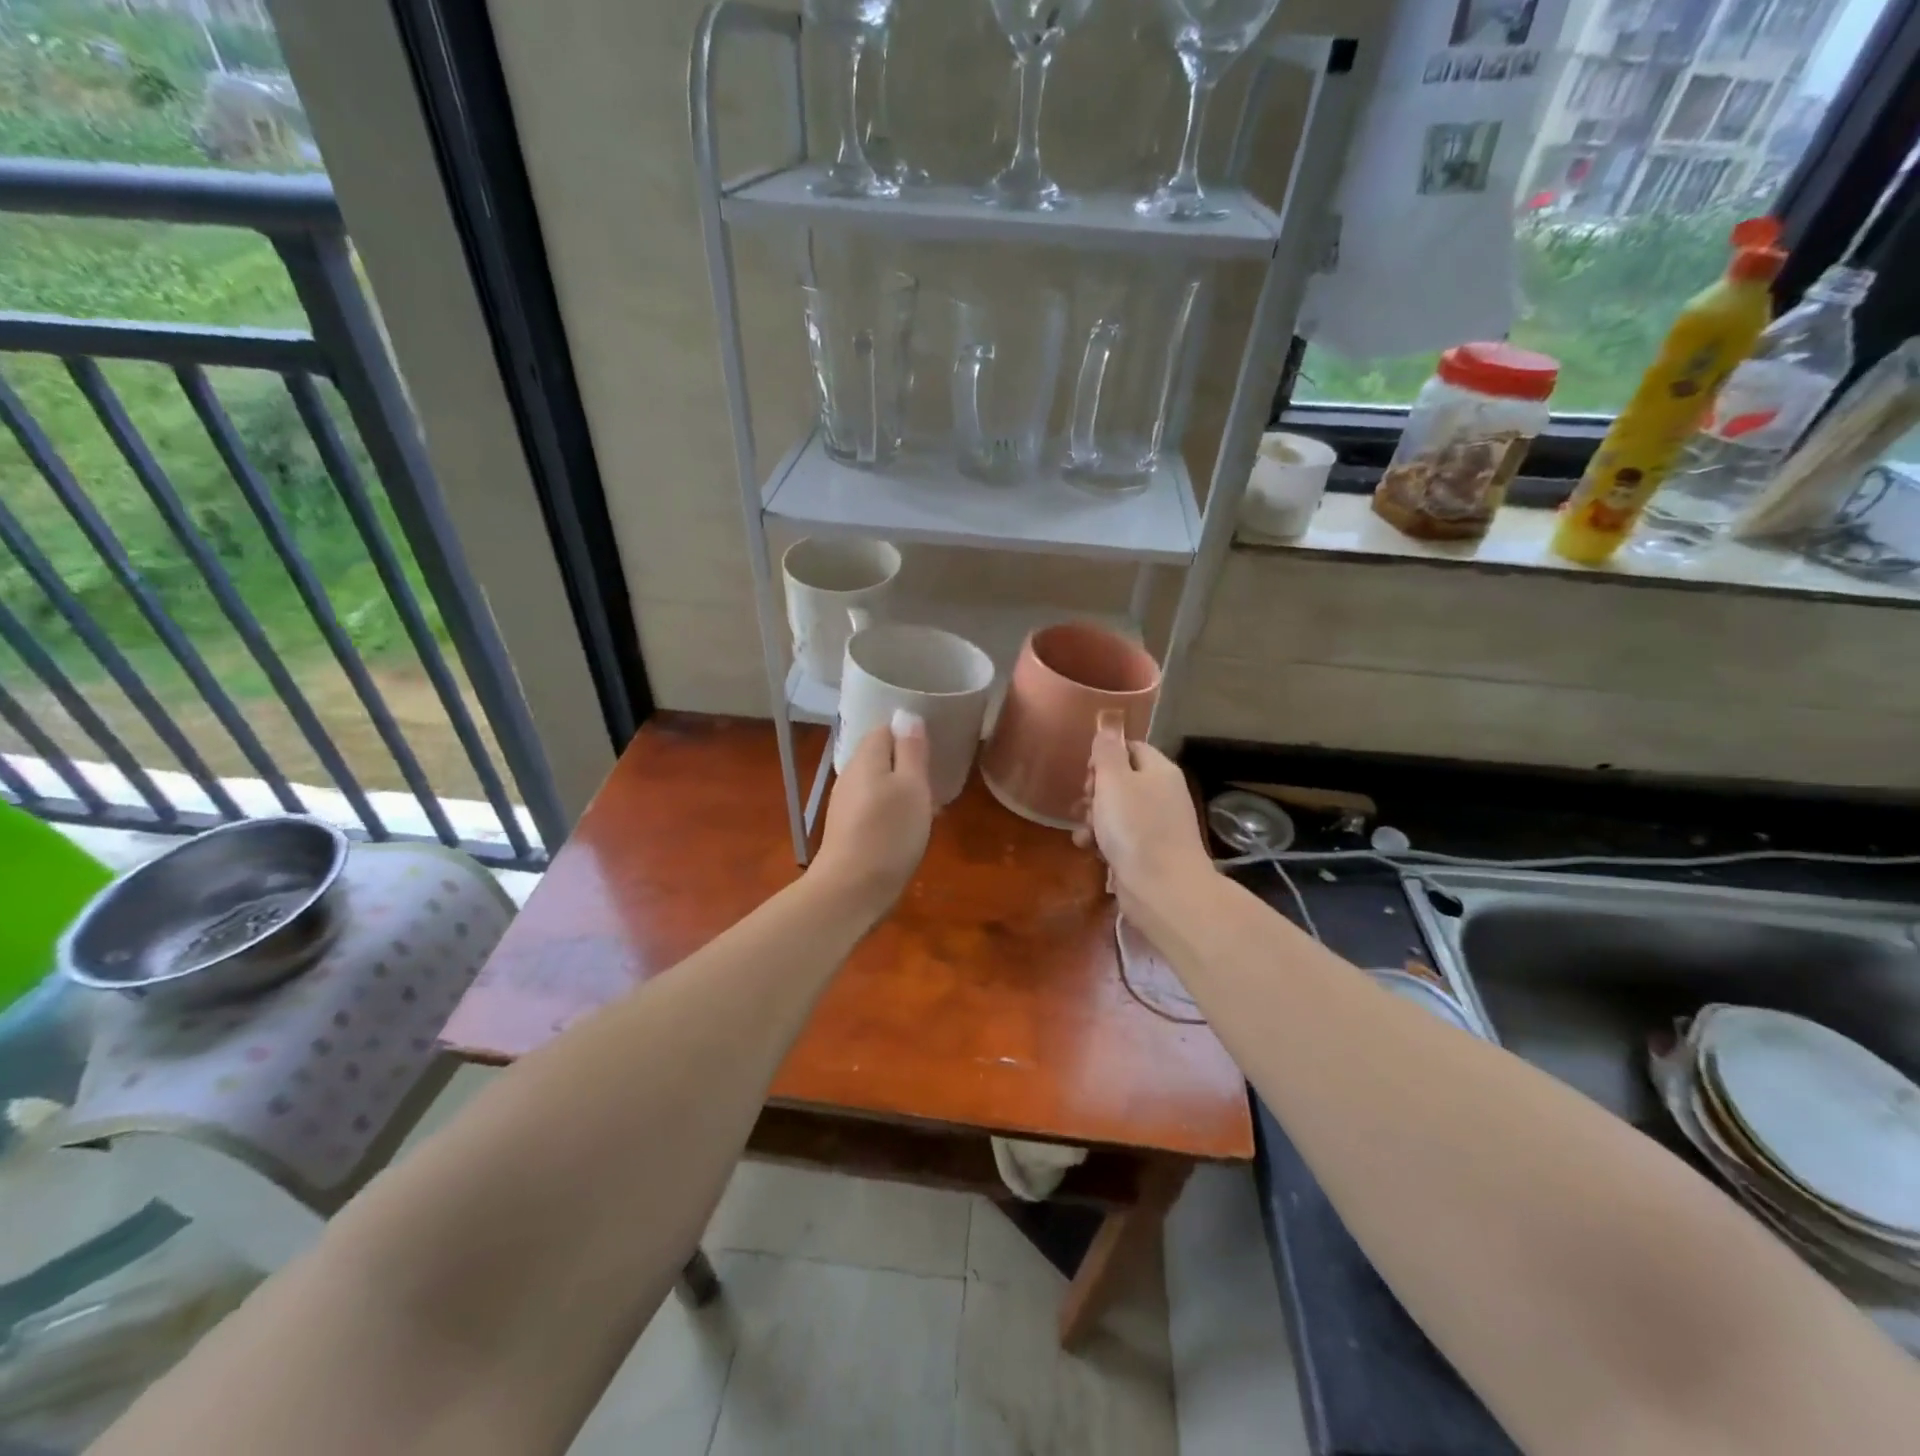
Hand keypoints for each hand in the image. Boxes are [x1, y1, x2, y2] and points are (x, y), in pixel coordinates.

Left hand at [812, 713, 933, 918]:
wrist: (851, 890)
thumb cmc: (889, 832)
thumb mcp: (912, 787)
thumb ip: (911, 750)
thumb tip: (906, 715)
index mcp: (866, 758)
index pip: (886, 728)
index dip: (910, 733)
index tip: (934, 747)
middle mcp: (850, 775)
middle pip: (881, 756)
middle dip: (908, 763)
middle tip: (936, 777)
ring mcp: (846, 804)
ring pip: (879, 783)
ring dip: (903, 789)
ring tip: (929, 804)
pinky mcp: (848, 829)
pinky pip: (874, 807)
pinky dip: (893, 810)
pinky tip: (909, 828)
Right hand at [1074, 717, 1211, 927]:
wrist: (1163, 889)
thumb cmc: (1135, 828)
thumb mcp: (1114, 780)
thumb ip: (1107, 749)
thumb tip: (1109, 719)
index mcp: (1159, 770)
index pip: (1130, 748)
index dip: (1104, 757)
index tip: (1087, 774)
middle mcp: (1162, 794)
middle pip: (1121, 780)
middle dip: (1095, 791)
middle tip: (1085, 804)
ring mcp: (1158, 825)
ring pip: (1117, 811)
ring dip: (1094, 818)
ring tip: (1084, 832)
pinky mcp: (1149, 853)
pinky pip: (1121, 837)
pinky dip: (1103, 841)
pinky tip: (1089, 849)